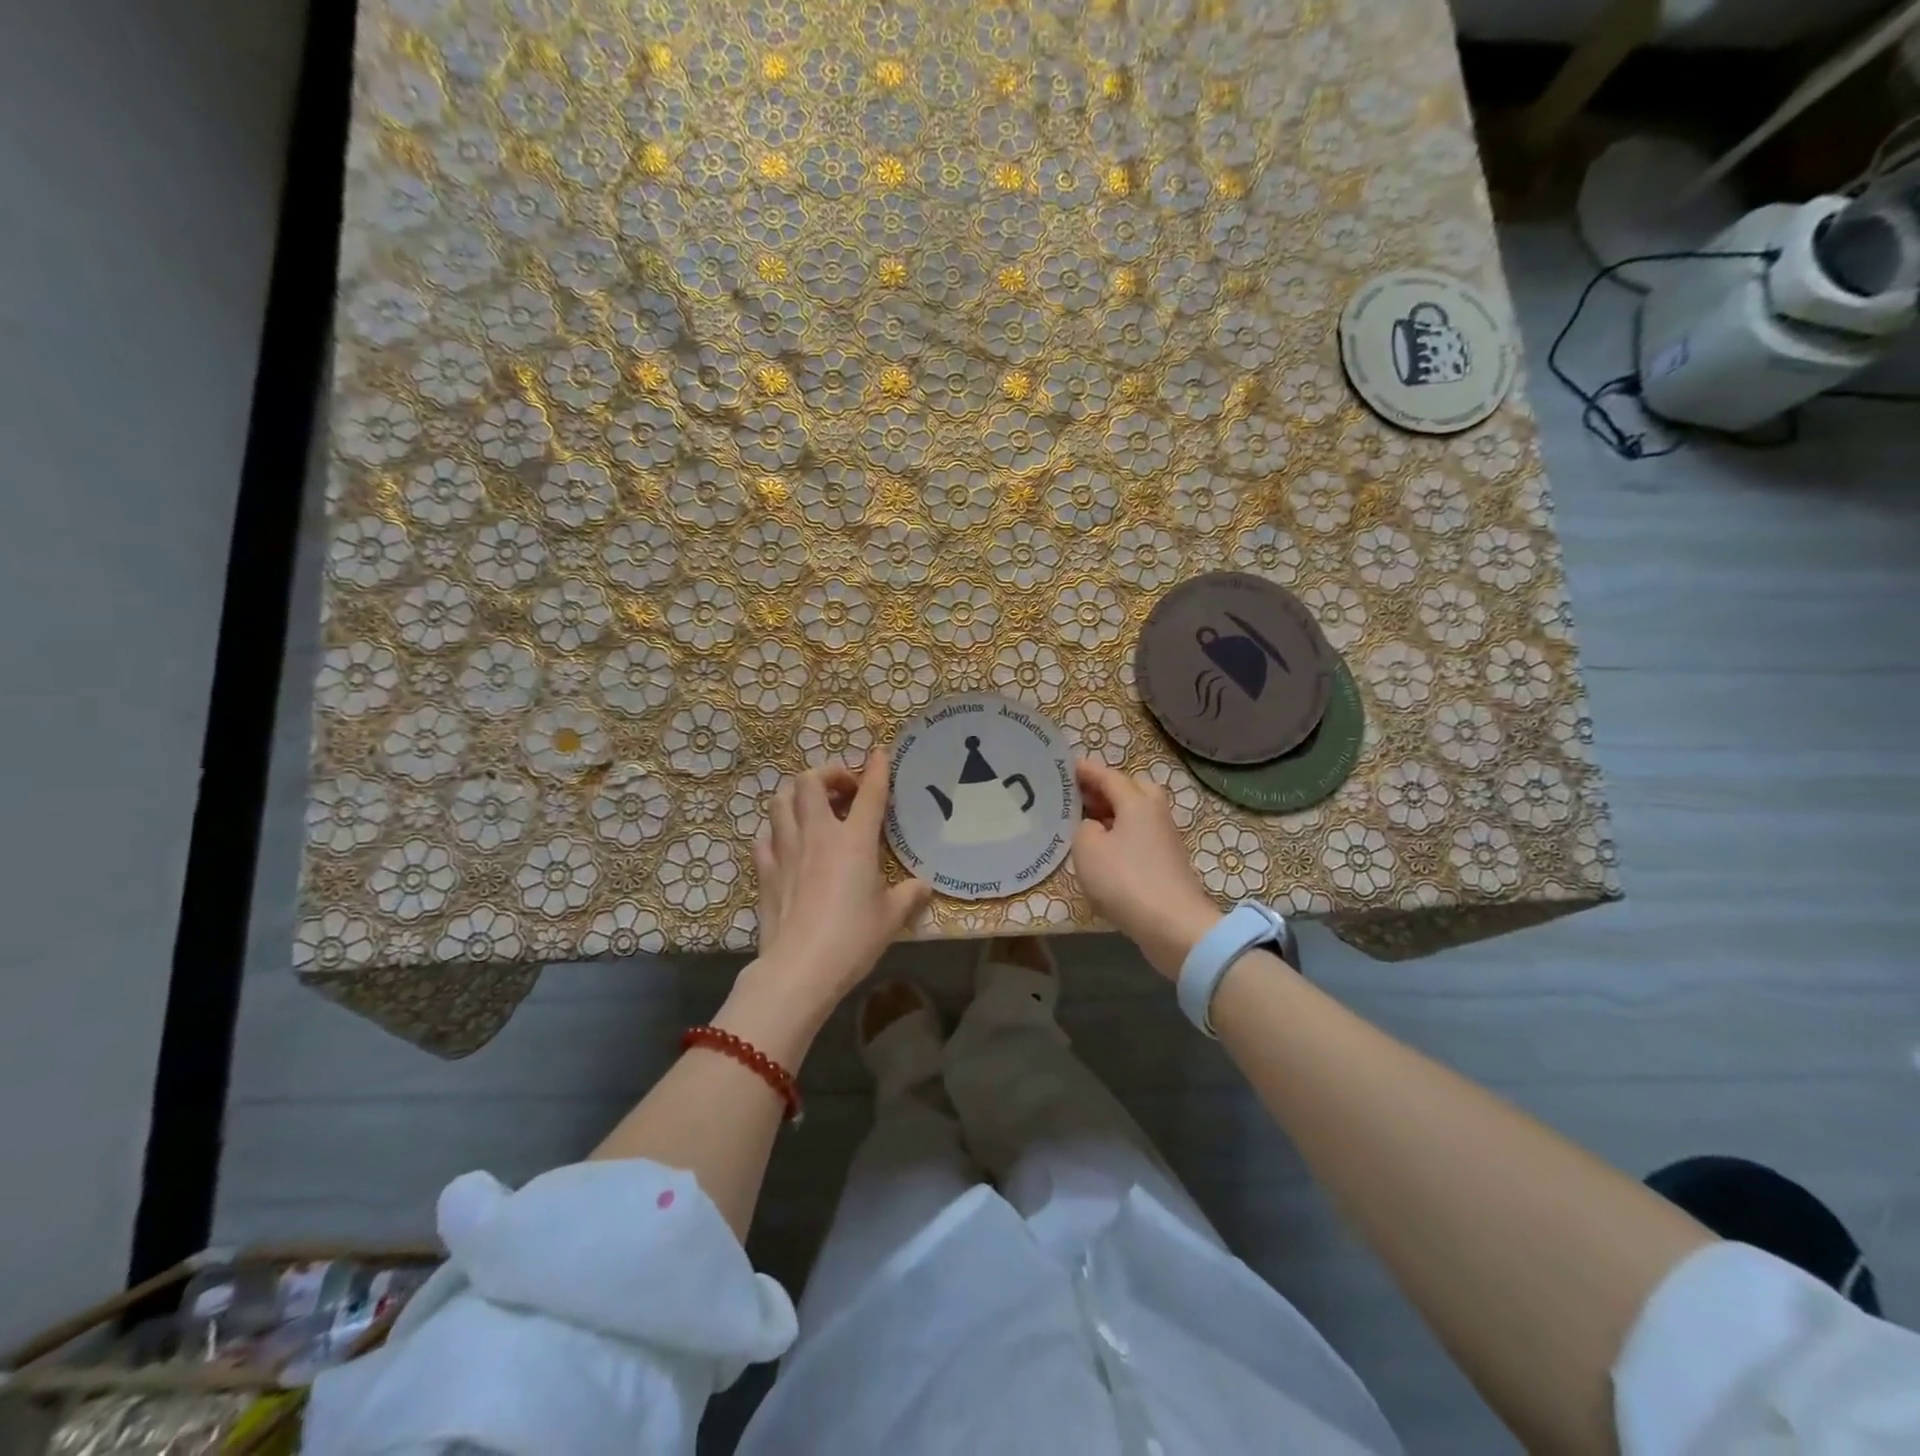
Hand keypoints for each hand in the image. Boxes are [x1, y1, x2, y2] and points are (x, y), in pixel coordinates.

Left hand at [734, 752, 930, 1037]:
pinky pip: (764, 836)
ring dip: (797, 794)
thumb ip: (910, 896)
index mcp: (854, 841)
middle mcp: (817, 834)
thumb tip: (924, 886)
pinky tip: (787, 843)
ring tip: (812, 807)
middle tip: (843, 790)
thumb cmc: (853, 938)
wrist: (800, 968)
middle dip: (827, 774)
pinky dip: (777, 831)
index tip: (879, 754)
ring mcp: (786, 850)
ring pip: (780, 800)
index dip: (876, 769)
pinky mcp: (765, 870)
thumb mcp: (891, 917)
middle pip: (810, 781)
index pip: (869, 793)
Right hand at [1071, 759, 1221, 980]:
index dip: (1086, 770)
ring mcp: (1165, 839)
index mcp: (1137, 802)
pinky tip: (1105, 851)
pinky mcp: (1167, 863)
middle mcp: (1155, 814)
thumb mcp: (1088, 848)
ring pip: (1138, 814)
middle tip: (1080, 796)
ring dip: (1114, 814)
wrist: (1173, 926)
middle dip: (1106, 789)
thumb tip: (1094, 826)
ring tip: (1087, 823)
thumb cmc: (1126, 880)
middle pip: (1132, 789)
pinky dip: (1122, 836)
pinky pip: (1140, 837)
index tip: (1066, 766)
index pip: (1109, 776)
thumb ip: (1084, 827)